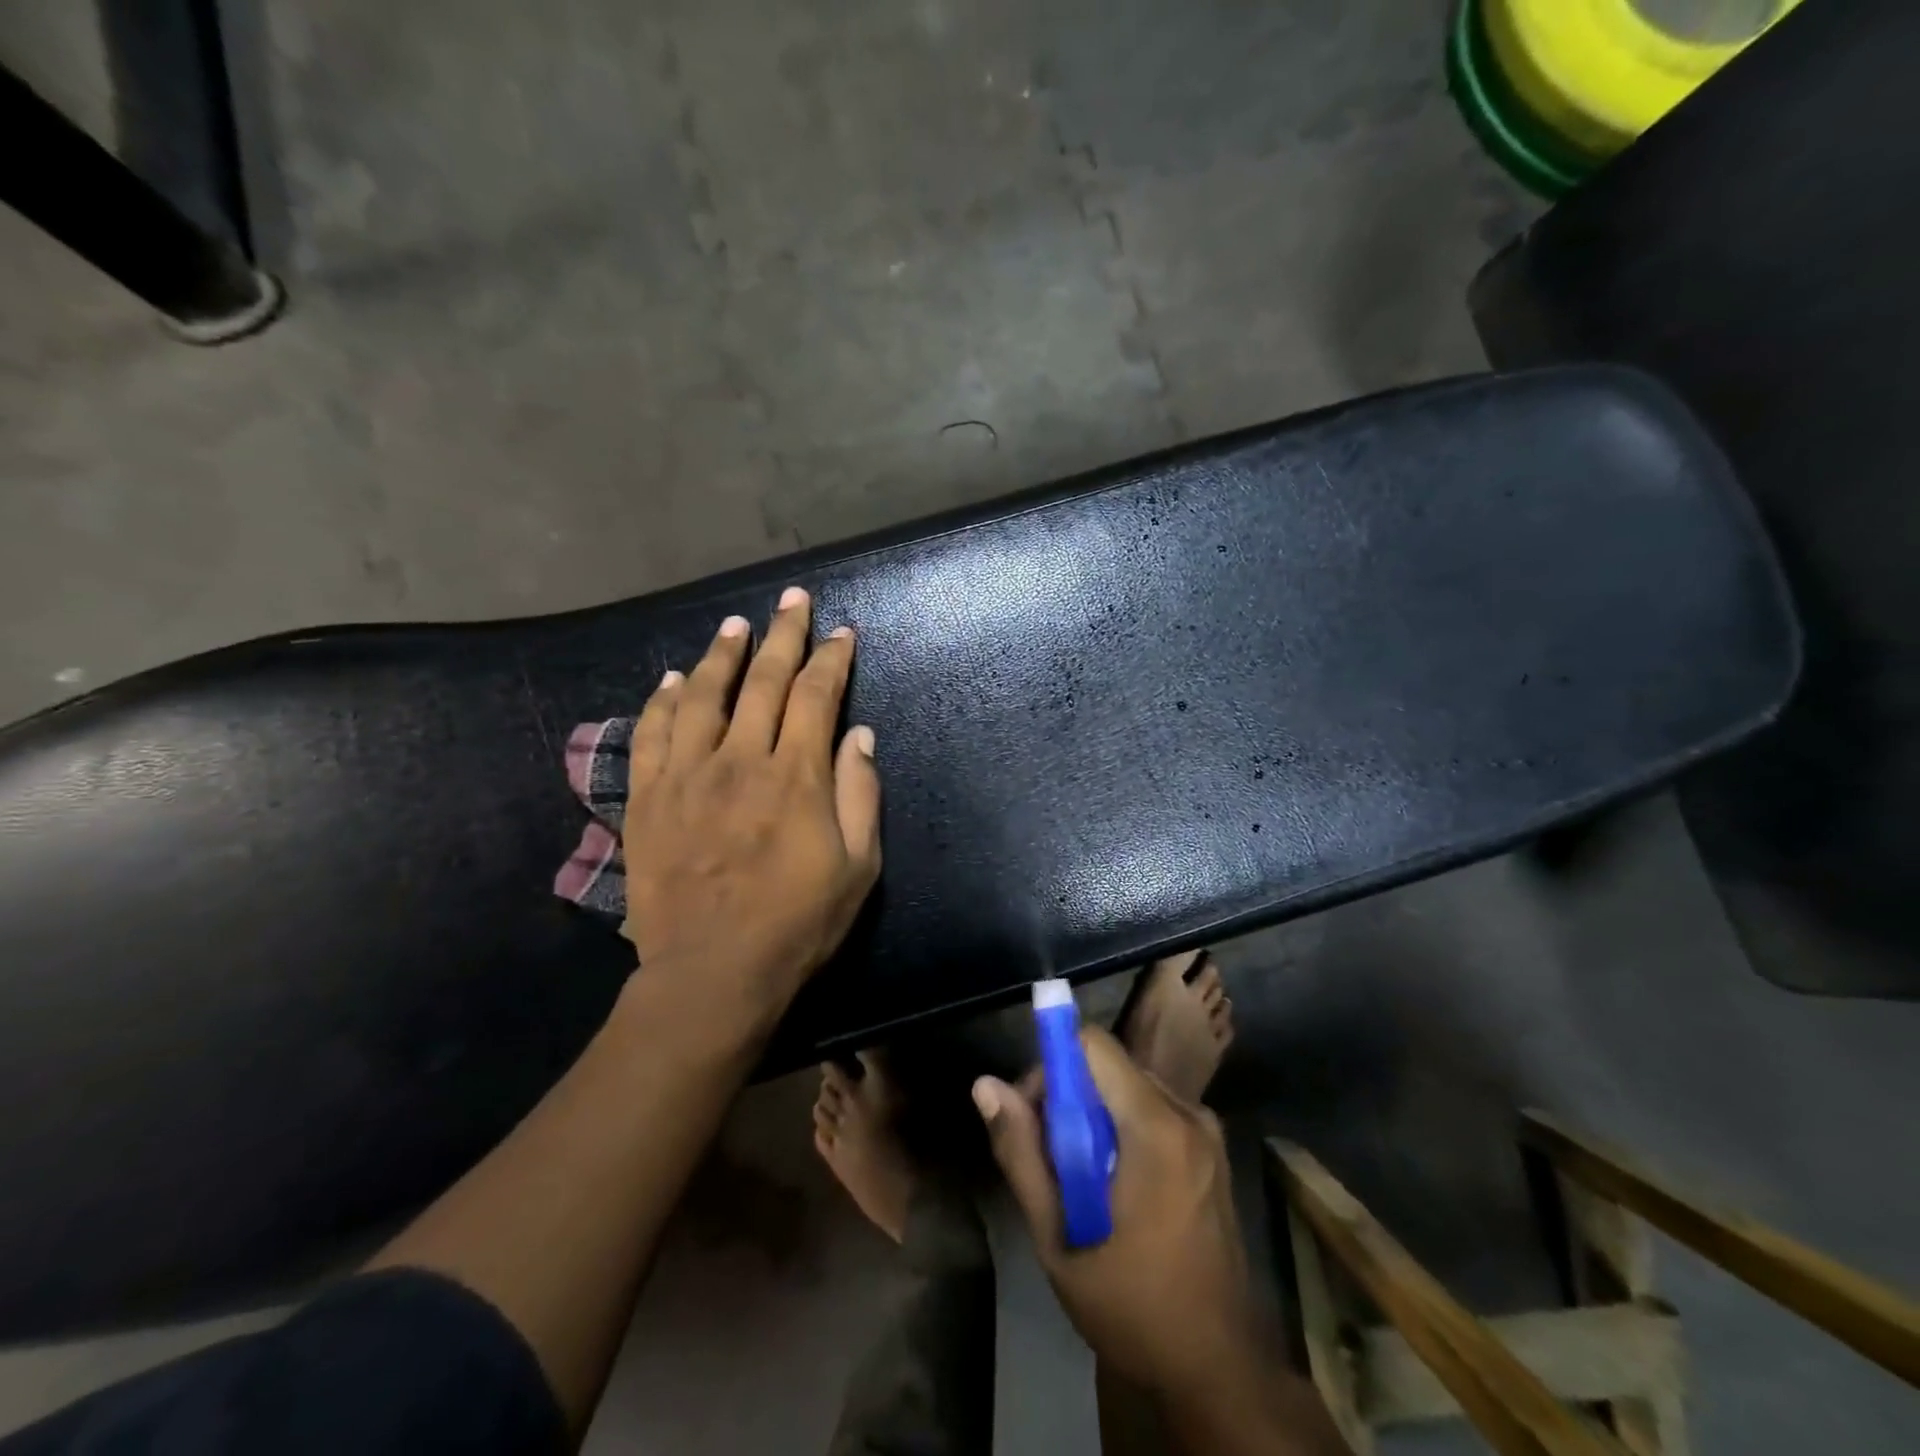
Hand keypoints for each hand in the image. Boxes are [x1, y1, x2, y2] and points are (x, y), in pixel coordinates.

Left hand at [620, 587, 881, 1030]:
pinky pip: (653, 734)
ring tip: (736, 626)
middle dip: (783, 634)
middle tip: (793, 600)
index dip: (832, 659)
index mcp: (796, 775)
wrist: (712, 972)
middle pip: (764, 680)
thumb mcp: (858, 866)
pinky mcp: (649, 798)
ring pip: (704, 695)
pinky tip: (672, 679)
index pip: (817, 696)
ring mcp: (688, 775)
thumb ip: (860, 793)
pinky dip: (663, 700)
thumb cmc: (798, 923)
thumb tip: (859, 733)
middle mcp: (740, 759)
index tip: (842, 633)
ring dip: (722, 654)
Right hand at [974, 1029, 1257, 1395]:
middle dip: (1068, 1095)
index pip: (1092, 1045)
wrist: (1218, 1371)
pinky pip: (1153, 1107)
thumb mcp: (1059, 1240)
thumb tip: (985, 1085)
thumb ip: (1021, 1155)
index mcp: (1156, 1127)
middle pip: (1109, 1065)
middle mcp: (1188, 1112)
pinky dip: (1122, 1126)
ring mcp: (1207, 1130)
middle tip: (1048, 1158)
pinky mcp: (1213, 1147)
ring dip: (1094, 1113)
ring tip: (1079, 1179)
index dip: (1052, 1066)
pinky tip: (1114, 1184)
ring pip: (1129, 1085)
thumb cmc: (1133, 1308)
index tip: (1033, 1115)